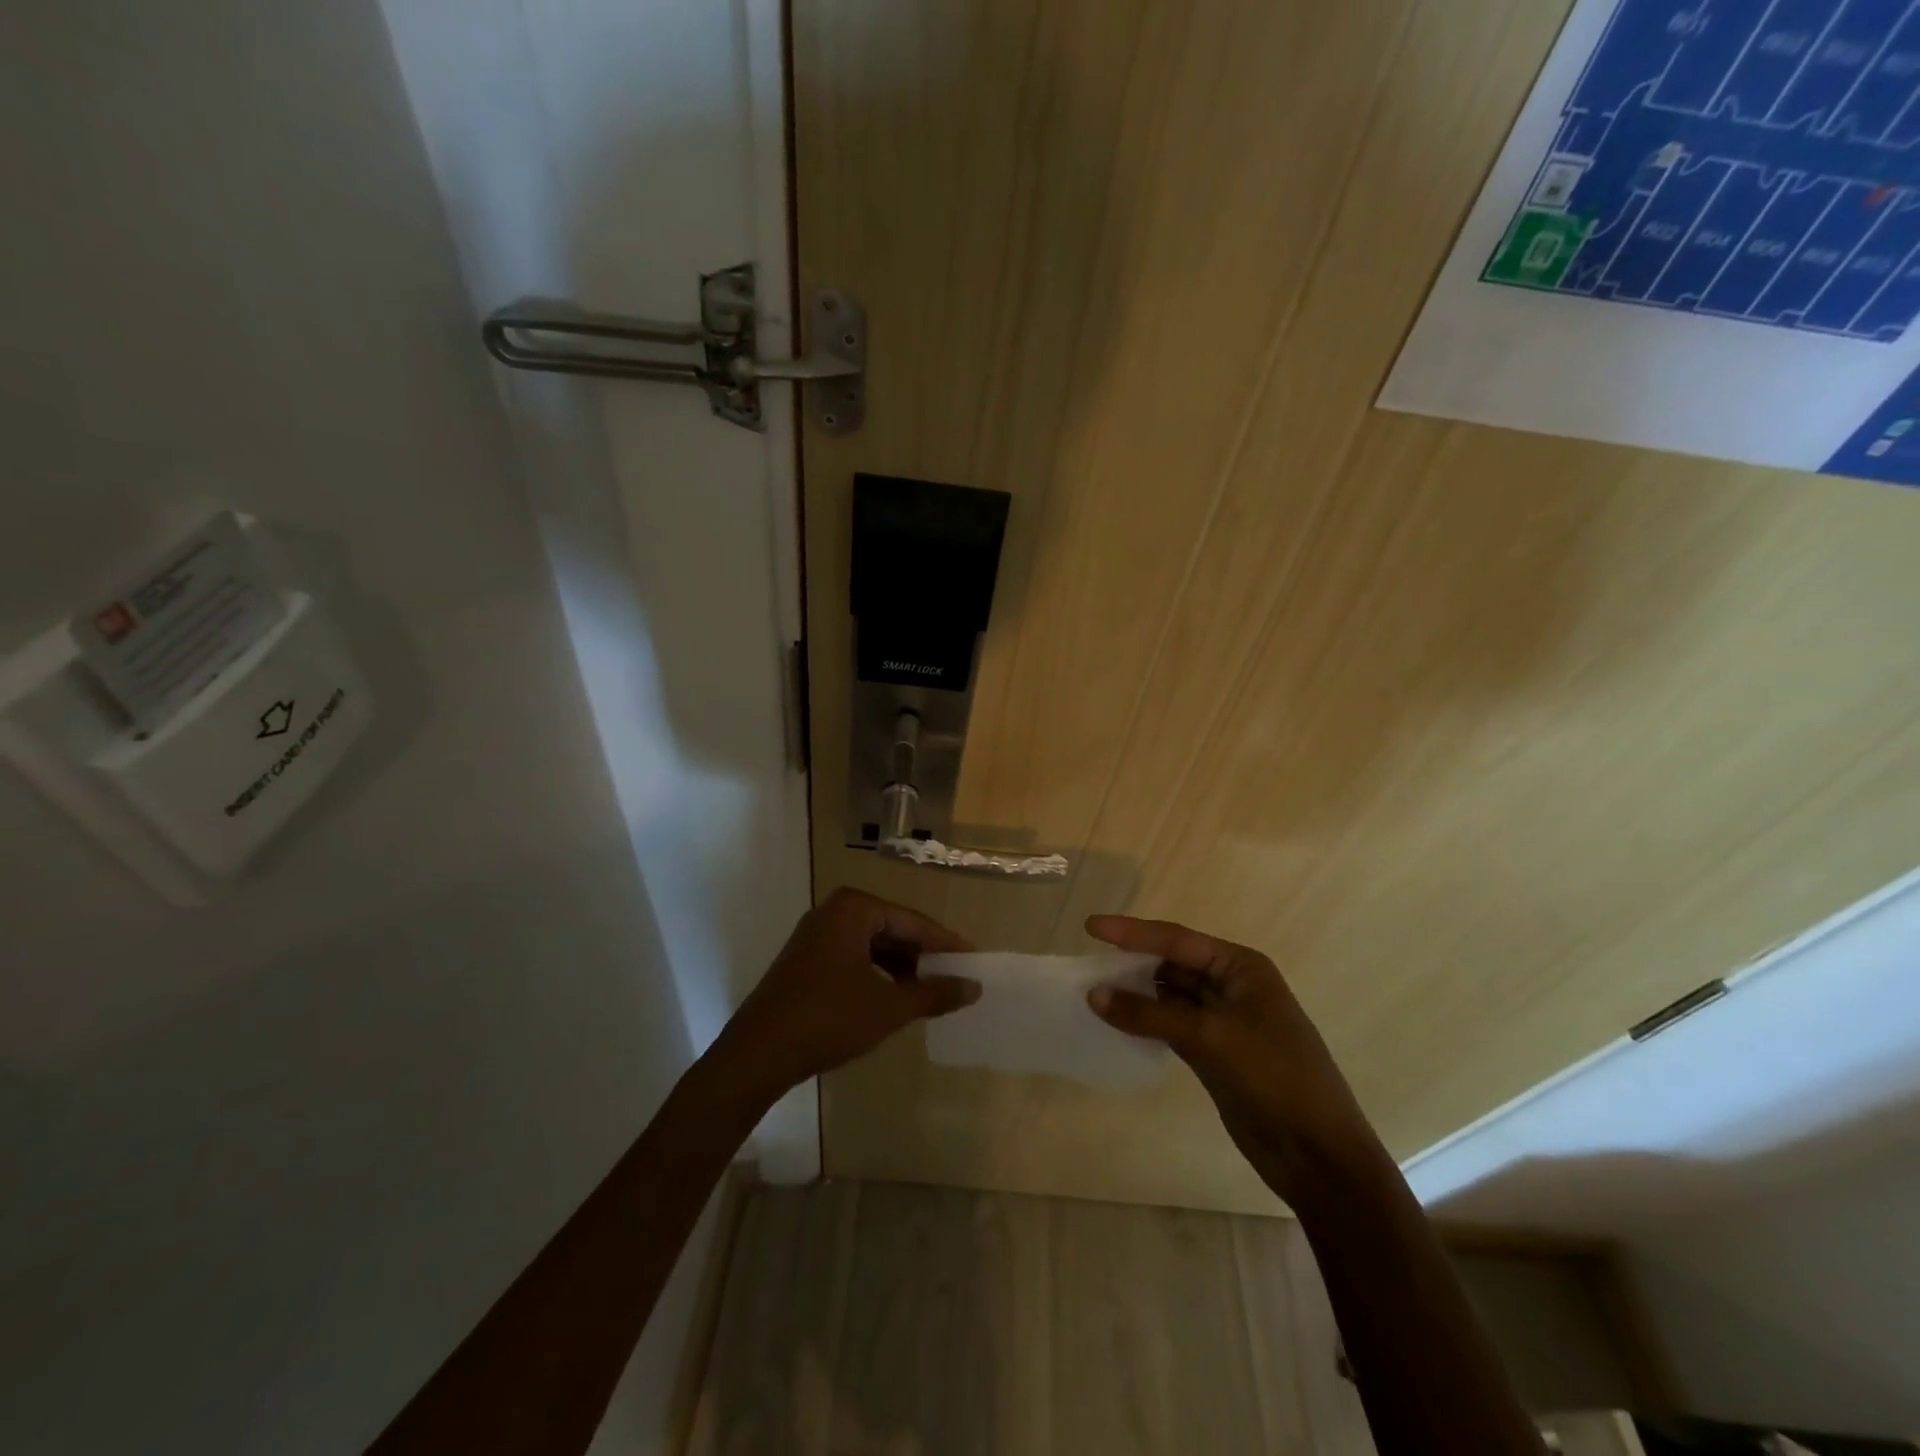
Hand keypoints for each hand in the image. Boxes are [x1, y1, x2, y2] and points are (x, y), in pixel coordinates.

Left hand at [710, 888, 978, 1100]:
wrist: (757, 1054)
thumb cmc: (828, 1019)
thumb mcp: (889, 1008)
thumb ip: (934, 994)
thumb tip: (974, 987)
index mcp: (854, 908)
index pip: (913, 922)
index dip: (946, 944)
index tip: (974, 960)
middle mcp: (833, 912)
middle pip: (892, 930)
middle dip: (923, 956)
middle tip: (955, 978)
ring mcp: (815, 935)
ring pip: (872, 946)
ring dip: (901, 968)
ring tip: (929, 993)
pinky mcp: (805, 960)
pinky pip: (853, 958)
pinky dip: (877, 975)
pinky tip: (894, 998)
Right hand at [1085, 915, 1386, 1205]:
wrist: (1319, 1155)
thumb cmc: (1274, 1078)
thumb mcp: (1211, 1038)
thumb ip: (1150, 1014)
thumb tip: (1094, 994)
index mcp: (1241, 967)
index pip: (1176, 940)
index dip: (1132, 932)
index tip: (1090, 927)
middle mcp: (1232, 986)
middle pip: (1172, 964)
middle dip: (1132, 962)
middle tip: (1087, 962)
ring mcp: (1223, 1021)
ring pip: (1169, 996)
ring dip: (1136, 994)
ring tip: (1094, 991)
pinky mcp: (1214, 1053)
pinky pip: (1171, 1025)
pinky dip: (1146, 1022)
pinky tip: (1119, 1023)